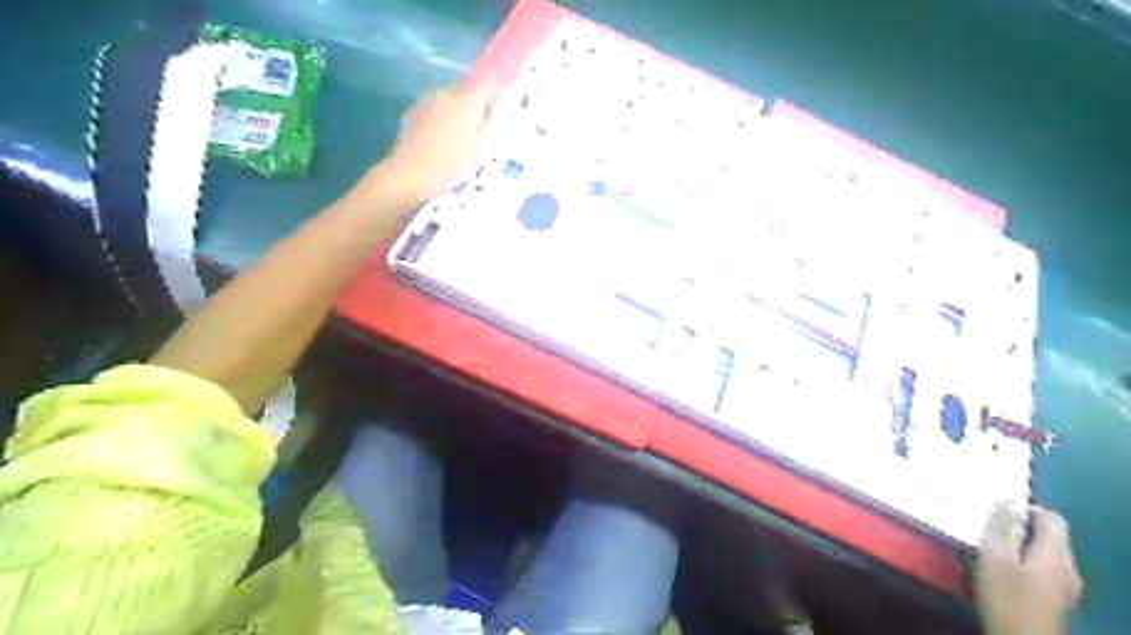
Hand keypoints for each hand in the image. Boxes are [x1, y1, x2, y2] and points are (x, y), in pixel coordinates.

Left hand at [351, 81, 493, 209]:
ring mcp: (426, 102)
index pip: (487, 82)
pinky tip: (442, 140)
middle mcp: (445, 93)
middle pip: (465, 90)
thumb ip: (491, 125)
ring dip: (456, 111)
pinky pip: (434, 112)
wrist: (409, 174)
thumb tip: (495, 109)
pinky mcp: (411, 115)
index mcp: (466, 99)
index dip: (497, 85)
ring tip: (461, 134)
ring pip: (448, 100)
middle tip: (483, 123)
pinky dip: (441, 120)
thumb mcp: (482, 149)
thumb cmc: (452, 163)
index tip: (504, 94)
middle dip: (475, 102)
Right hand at [977, 503, 1081, 634]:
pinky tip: (1001, 568)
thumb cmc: (1006, 596)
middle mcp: (1067, 567)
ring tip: (990, 545)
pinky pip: (1042, 567)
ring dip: (1019, 544)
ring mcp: (1065, 585)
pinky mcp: (1055, 597)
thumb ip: (1002, 527)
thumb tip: (1008, 502)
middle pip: (1050, 535)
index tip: (996, 510)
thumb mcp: (995, 556)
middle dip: (1020, 526)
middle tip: (988, 526)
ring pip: (1044, 552)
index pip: (1051, 518)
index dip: (1025, 508)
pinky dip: (1023, 560)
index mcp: (1055, 554)